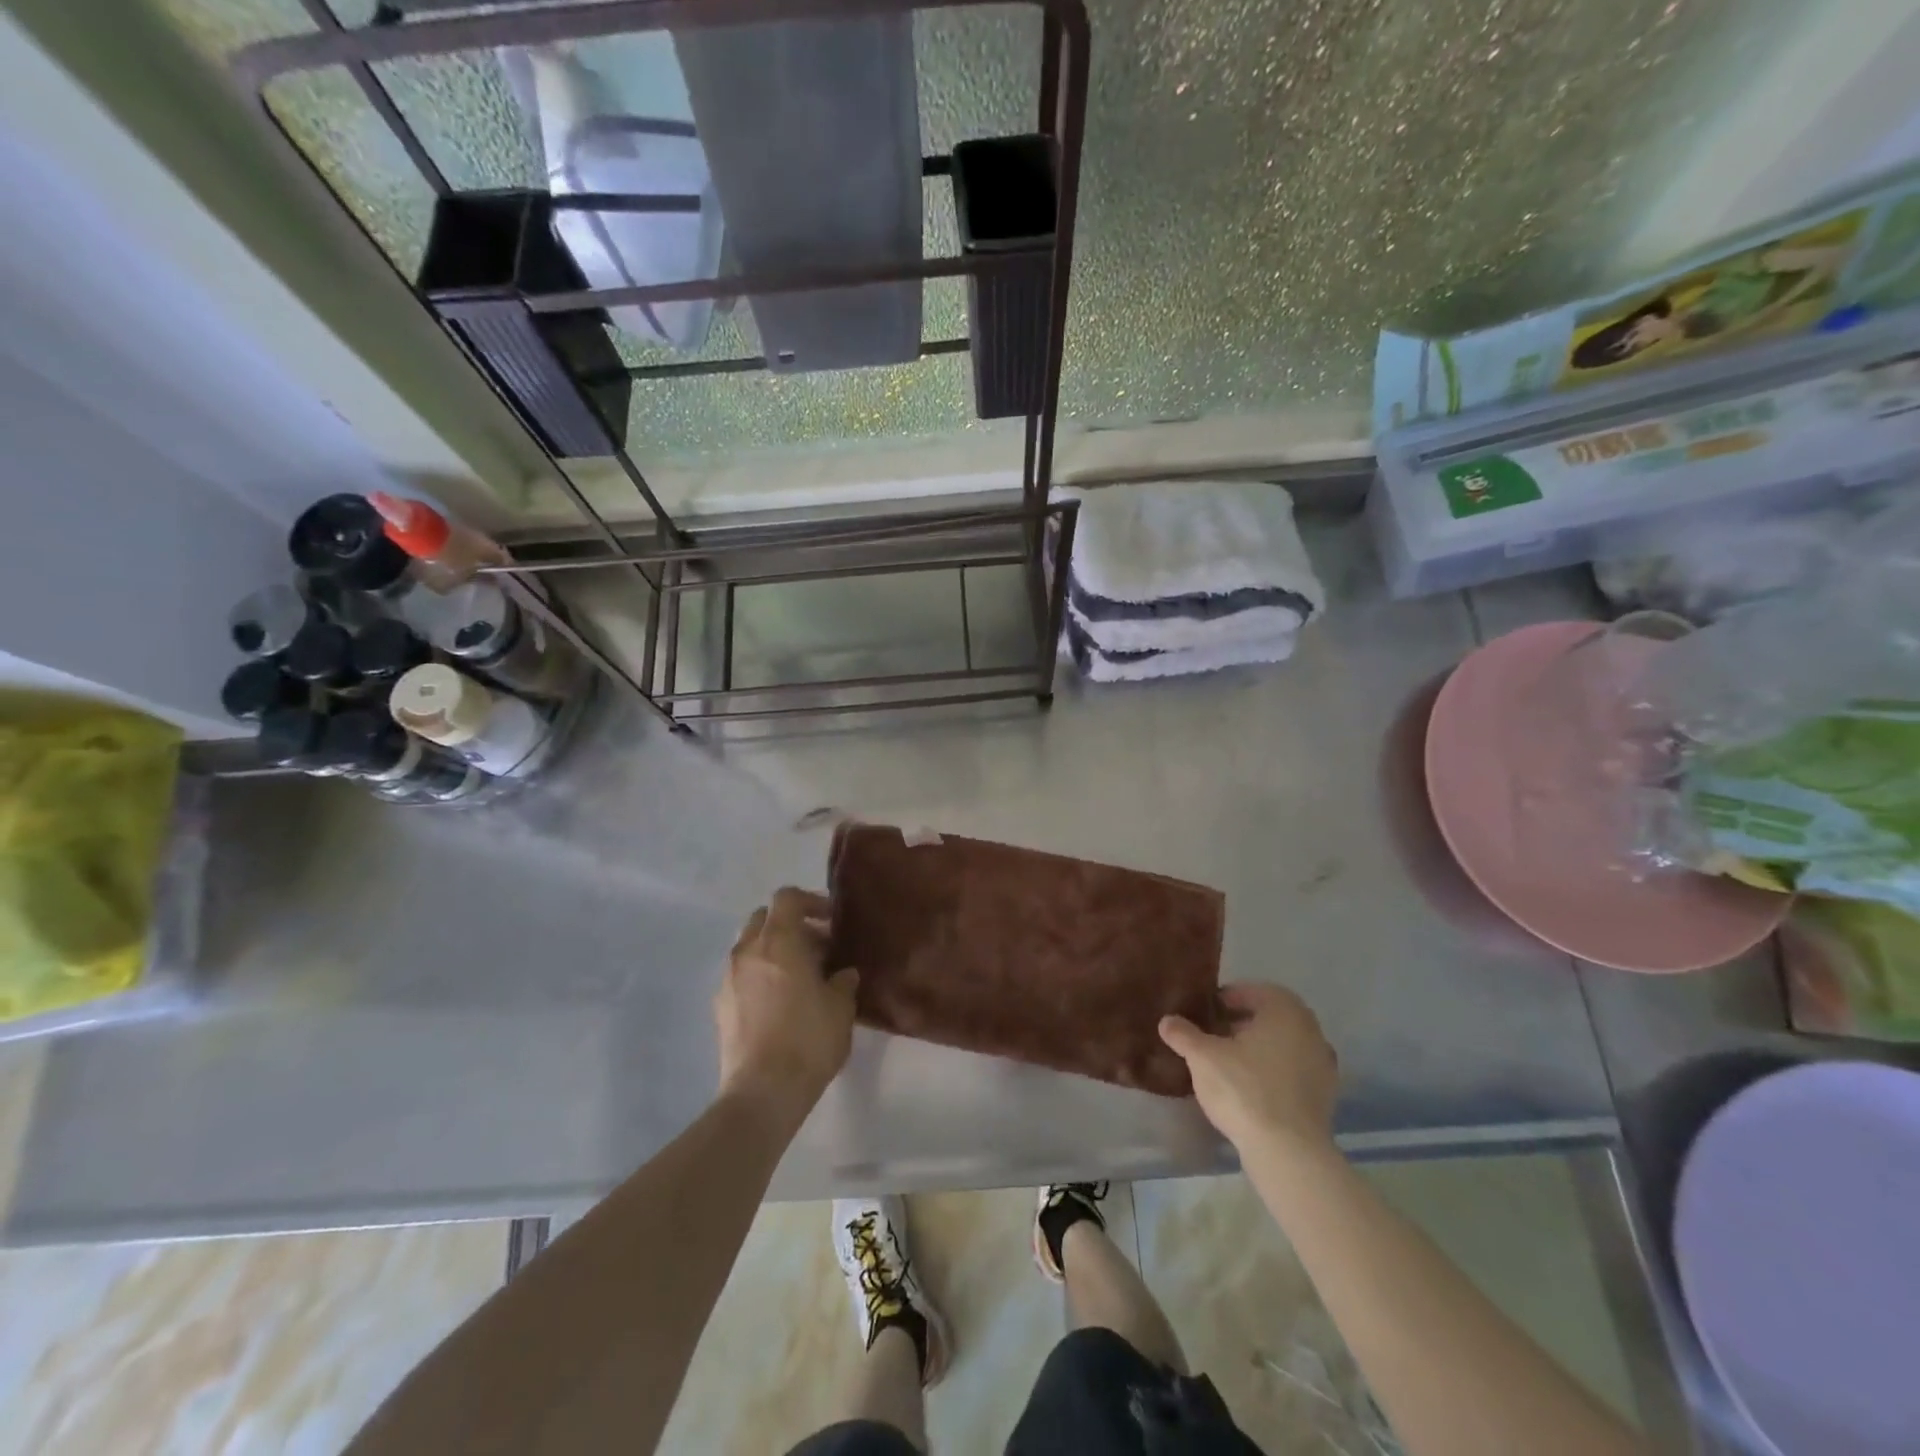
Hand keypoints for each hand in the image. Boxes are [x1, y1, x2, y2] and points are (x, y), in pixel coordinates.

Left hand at [716, 888, 858, 1113]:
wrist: (763, 1091)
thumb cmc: (809, 1039)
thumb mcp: (841, 1007)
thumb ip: (843, 981)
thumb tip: (842, 974)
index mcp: (779, 940)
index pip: (787, 897)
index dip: (811, 901)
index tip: (831, 921)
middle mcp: (747, 951)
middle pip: (764, 918)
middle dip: (790, 925)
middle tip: (817, 948)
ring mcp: (728, 978)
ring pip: (750, 947)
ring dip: (773, 951)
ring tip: (799, 977)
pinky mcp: (720, 1006)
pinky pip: (741, 975)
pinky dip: (760, 976)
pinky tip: (779, 1003)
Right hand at [1159, 983, 1338, 1153]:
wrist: (1289, 1152)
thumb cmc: (1244, 1089)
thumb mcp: (1202, 1057)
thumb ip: (1184, 1034)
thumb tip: (1167, 1021)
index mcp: (1285, 1010)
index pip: (1252, 992)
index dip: (1226, 999)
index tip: (1206, 1012)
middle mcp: (1311, 1030)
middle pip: (1270, 1018)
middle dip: (1242, 1023)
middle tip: (1214, 1035)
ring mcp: (1323, 1064)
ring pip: (1283, 1045)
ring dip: (1258, 1048)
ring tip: (1228, 1063)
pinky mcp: (1325, 1096)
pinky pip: (1293, 1072)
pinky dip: (1273, 1073)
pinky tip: (1250, 1089)